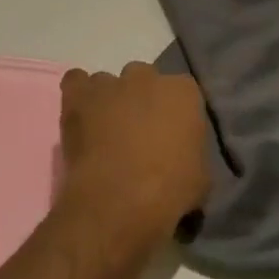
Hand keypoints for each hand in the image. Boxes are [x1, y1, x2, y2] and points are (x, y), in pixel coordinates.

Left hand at [56, 62, 209, 245]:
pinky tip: (81, 116)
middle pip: (144, 80)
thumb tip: (181, 157)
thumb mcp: (201, 178)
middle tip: (138, 135)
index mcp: (184, 92)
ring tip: (104, 132)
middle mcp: (147, 77)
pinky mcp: (79, 95)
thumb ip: (192, 153)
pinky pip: (76, 81)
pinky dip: (79, 94)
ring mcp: (110, 83)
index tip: (170, 137)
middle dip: (141, 101)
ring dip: (109, 101)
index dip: (174, 114)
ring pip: (109, 83)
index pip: (182, 93)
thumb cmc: (169, 191)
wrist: (120, 200)